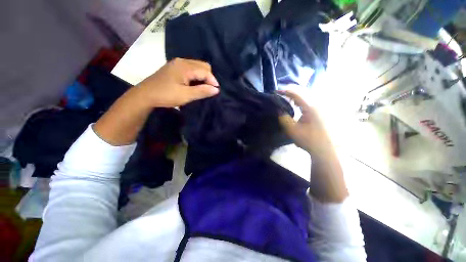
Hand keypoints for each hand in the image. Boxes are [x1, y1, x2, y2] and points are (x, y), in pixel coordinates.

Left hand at [135, 58, 219, 107]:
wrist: (145, 95)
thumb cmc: (166, 95)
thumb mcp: (186, 95)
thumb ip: (202, 91)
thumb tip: (216, 89)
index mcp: (185, 67)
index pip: (205, 71)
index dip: (213, 81)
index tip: (216, 91)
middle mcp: (182, 61)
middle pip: (202, 65)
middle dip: (208, 77)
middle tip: (208, 89)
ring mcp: (177, 63)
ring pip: (197, 66)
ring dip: (203, 76)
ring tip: (202, 88)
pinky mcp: (174, 68)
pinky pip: (191, 68)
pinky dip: (196, 76)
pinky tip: (194, 84)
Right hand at [278, 90, 330, 154]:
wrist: (324, 149)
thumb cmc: (308, 139)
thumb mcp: (292, 130)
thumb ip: (283, 118)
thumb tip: (278, 109)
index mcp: (310, 107)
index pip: (296, 93)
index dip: (285, 91)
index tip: (276, 92)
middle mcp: (317, 103)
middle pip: (302, 91)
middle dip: (290, 91)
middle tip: (280, 94)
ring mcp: (321, 107)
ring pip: (307, 95)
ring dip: (296, 96)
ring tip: (286, 99)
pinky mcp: (321, 111)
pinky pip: (310, 101)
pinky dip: (301, 100)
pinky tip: (297, 105)